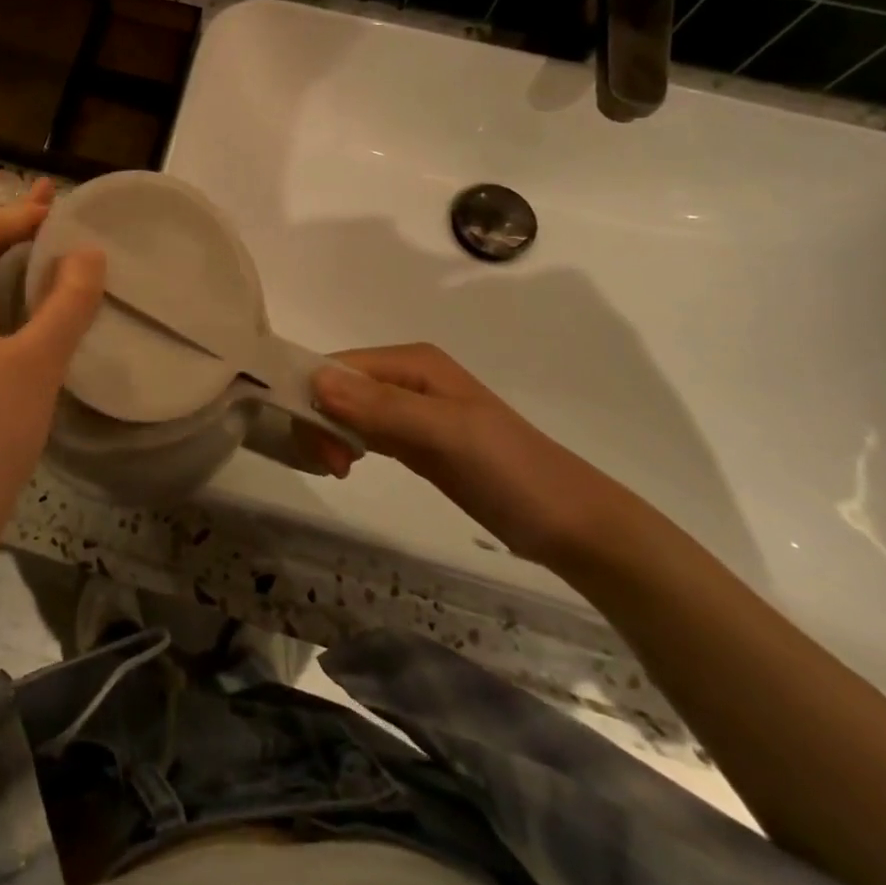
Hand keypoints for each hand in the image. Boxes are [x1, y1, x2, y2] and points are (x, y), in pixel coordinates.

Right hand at [312, 343, 641, 568]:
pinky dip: (347, 444)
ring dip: (331, 434)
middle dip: (322, 420)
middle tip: (334, 467)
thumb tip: (316, 381)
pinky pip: (364, 431)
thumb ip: (382, 408)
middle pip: (338, 387)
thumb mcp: (446, 434)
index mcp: (413, 361)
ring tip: (341, 470)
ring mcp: (411, 409)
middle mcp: (406, 377)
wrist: (570, 522)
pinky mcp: (415, 440)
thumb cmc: (509, 470)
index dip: (315, 397)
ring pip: (347, 410)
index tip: (317, 446)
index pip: (339, 366)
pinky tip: (347, 466)